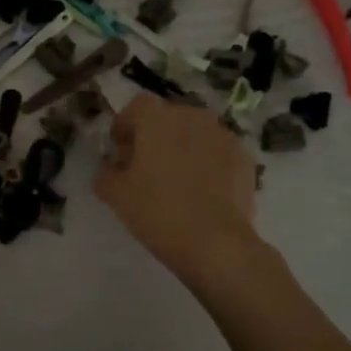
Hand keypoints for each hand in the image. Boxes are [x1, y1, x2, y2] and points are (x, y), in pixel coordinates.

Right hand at [96, 94, 256, 271]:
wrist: (215, 242)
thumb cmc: (157, 211)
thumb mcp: (115, 194)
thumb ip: (106, 172)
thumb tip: (112, 166)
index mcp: (157, 118)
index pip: (136, 107)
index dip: (125, 126)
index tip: (120, 150)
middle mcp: (192, 116)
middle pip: (167, 118)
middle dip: (155, 136)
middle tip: (146, 166)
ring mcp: (222, 135)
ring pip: (195, 133)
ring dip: (183, 147)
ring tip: (177, 179)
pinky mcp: (244, 157)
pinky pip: (217, 151)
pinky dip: (207, 162)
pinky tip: (202, 191)